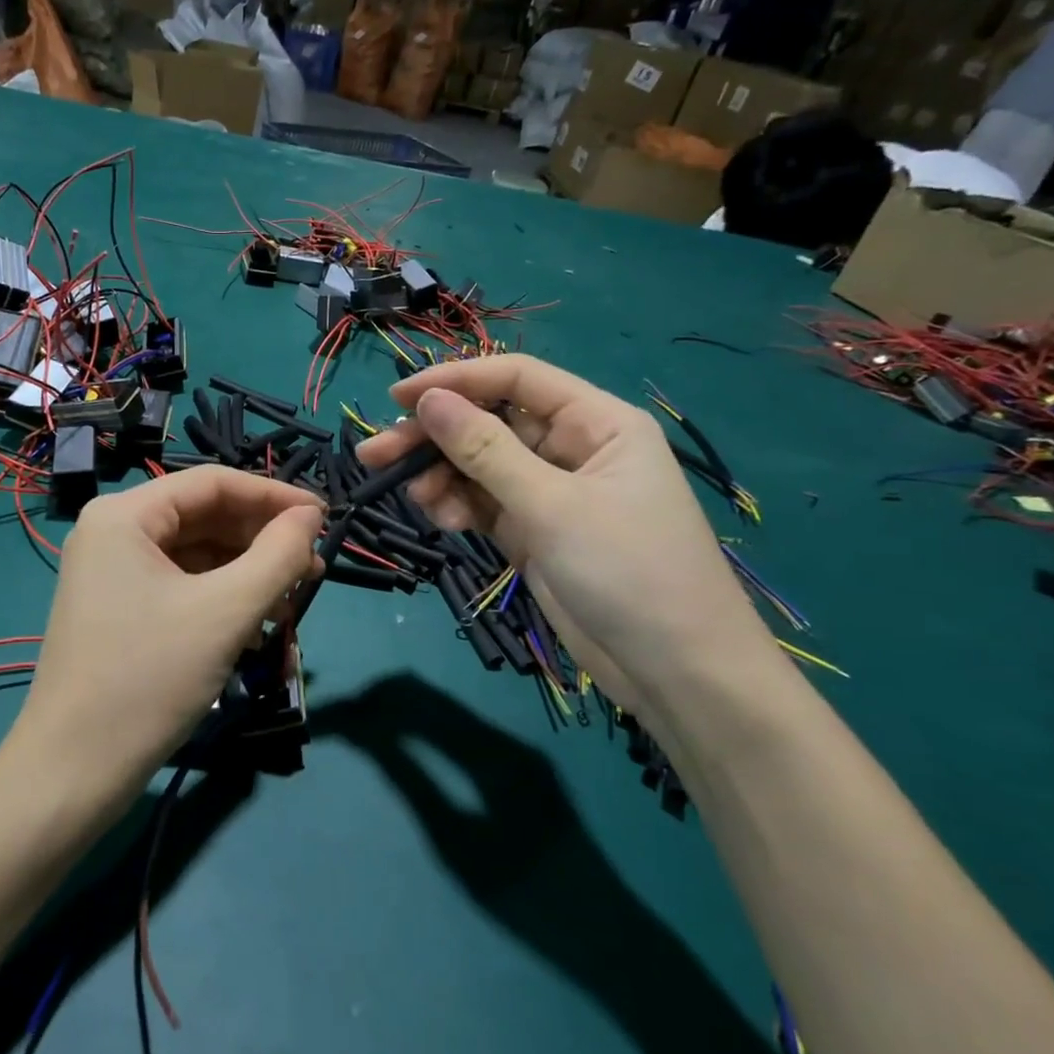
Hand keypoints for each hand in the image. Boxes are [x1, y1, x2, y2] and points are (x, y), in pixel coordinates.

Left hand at [1, 466, 322, 813]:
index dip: (274, 496)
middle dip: (262, 541)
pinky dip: (222, 600)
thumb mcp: (226, 612)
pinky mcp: (119, 609)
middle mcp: (113, 532)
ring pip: (197, 555)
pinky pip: (182, 586)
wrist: (73, 773)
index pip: (213, 483)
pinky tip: (255, 626)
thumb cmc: (149, 679)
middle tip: (314, 568)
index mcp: (125, 515)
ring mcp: (113, 573)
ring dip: (247, 575)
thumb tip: (311, 516)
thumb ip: (278, 555)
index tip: (325, 519)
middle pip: (205, 518)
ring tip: (290, 604)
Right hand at [355, 356, 775, 722]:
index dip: (456, 380)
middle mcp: (572, 448)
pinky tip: (443, 521)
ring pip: (479, 465)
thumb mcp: (552, 506)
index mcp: (597, 422)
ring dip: (441, 476)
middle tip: (376, 454)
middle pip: (489, 423)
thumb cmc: (629, 572)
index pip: (516, 380)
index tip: (398, 397)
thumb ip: (485, 450)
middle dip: (434, 436)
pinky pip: (483, 503)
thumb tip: (427, 400)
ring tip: (415, 498)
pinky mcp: (534, 530)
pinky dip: (458, 506)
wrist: (676, 674)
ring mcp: (551, 492)